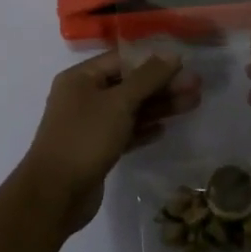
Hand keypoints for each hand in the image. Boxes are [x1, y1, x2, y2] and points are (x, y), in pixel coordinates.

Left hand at [21, 48, 200, 235]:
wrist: (54, 196)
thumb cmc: (84, 138)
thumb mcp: (119, 102)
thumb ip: (147, 78)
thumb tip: (172, 55)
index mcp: (81, 78)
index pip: (122, 60)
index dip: (153, 61)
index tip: (183, 64)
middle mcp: (83, 97)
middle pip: (129, 85)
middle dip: (162, 85)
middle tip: (196, 86)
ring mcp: (89, 125)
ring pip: (129, 110)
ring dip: (158, 107)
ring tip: (192, 104)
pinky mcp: (95, 151)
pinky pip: (123, 133)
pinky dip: (143, 129)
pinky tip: (164, 130)